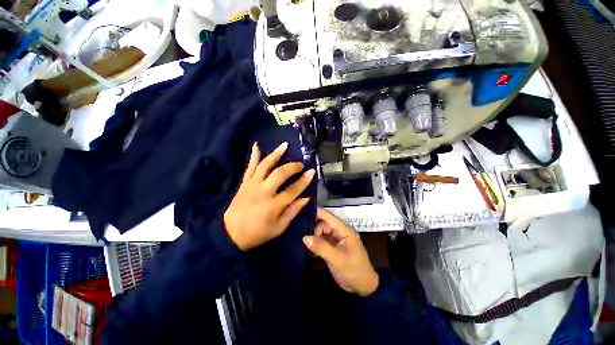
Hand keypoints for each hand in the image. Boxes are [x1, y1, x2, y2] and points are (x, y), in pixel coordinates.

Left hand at [224, 142, 314, 250]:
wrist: (230, 233)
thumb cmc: (257, 233)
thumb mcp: (278, 228)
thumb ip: (293, 212)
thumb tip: (306, 198)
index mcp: (273, 206)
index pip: (293, 190)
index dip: (304, 180)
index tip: (312, 172)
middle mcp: (263, 192)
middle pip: (280, 173)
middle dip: (292, 166)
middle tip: (300, 164)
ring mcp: (252, 185)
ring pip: (265, 165)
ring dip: (275, 154)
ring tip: (284, 146)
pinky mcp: (244, 183)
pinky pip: (250, 166)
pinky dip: (254, 155)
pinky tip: (257, 145)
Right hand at [302, 208, 378, 296]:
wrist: (363, 288)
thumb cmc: (353, 270)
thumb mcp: (337, 259)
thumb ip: (321, 247)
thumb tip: (305, 237)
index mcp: (345, 231)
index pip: (330, 217)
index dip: (319, 212)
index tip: (304, 211)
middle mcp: (340, 233)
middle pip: (324, 225)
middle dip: (315, 230)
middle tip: (306, 239)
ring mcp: (337, 240)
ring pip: (322, 233)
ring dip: (315, 237)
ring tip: (306, 244)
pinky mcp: (333, 248)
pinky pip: (323, 241)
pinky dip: (317, 243)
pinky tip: (310, 248)